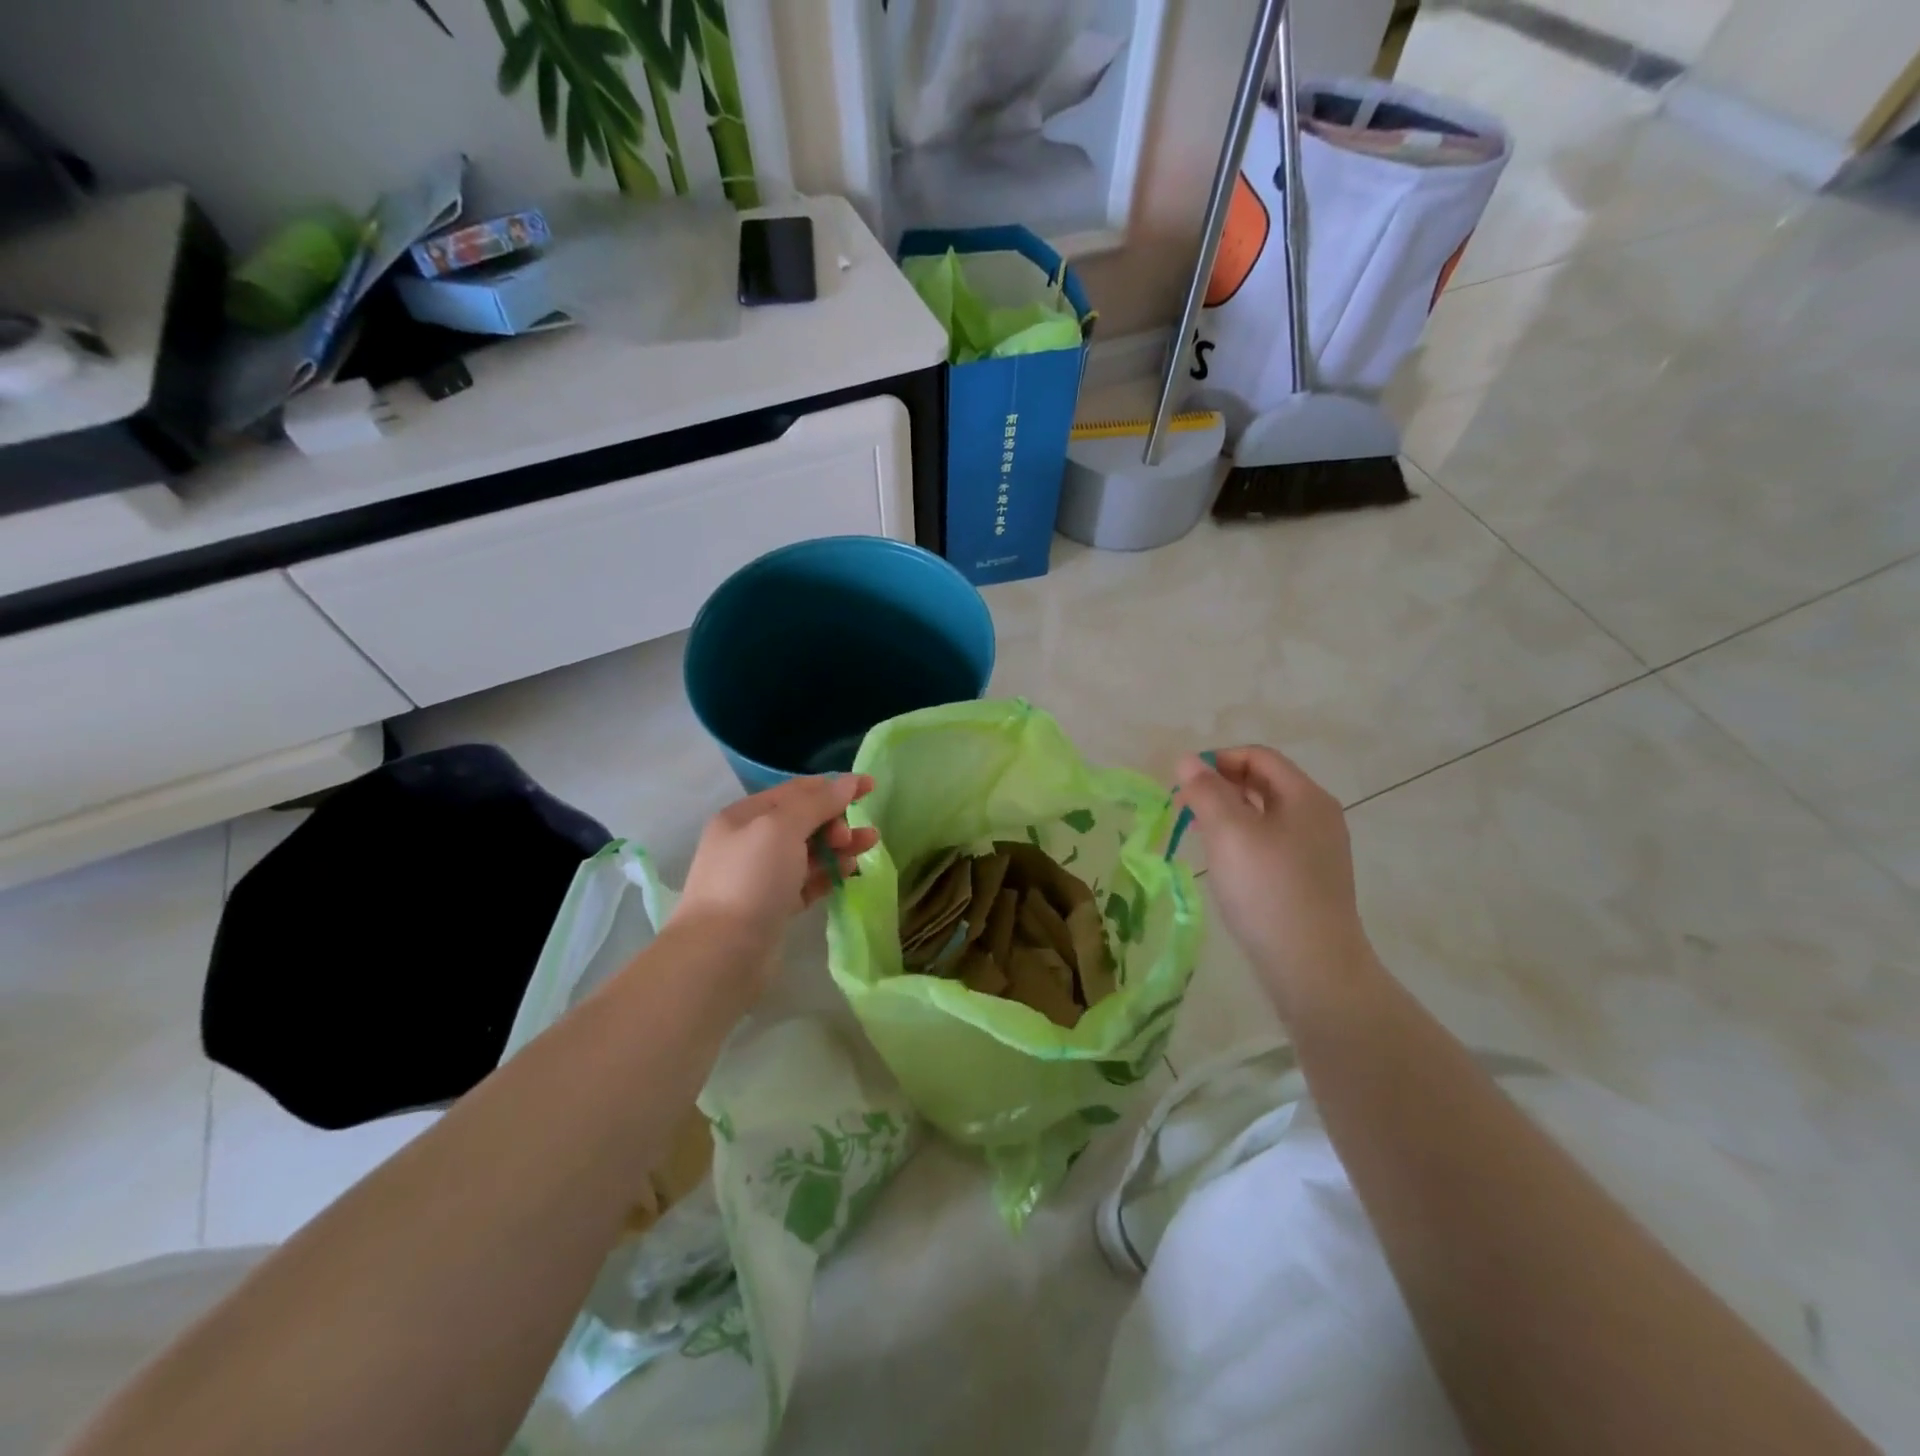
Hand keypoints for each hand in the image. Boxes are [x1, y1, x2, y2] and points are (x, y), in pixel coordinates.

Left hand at [673, 774, 877, 961]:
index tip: (870, 787)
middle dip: (836, 819)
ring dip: (839, 845)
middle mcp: (750, 842)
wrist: (722, 954)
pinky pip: (808, 881)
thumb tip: (848, 781)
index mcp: (745, 816)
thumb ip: (818, 803)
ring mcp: (761, 876)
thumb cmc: (751, 879)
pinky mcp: (774, 906)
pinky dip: (829, 873)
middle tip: (852, 835)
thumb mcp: (782, 828)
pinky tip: (850, 872)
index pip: (796, 790)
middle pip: (804, 820)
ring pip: (809, 851)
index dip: (834, 786)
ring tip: (868, 846)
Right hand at [1174, 747, 1377, 1018]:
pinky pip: (1271, 843)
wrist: (1313, 967)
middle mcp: (1318, 816)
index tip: (1182, 783)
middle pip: (1263, 783)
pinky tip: (1224, 864)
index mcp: (1305, 796)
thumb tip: (1188, 761)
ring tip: (1197, 834)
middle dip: (1220, 787)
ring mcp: (1318, 850)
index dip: (1217, 760)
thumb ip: (1206, 791)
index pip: (1258, 756)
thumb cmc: (1267, 889)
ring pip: (1265, 815)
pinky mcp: (1310, 879)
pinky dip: (1243, 841)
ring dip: (1228, 814)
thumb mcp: (1229, 832)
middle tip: (1184, 808)